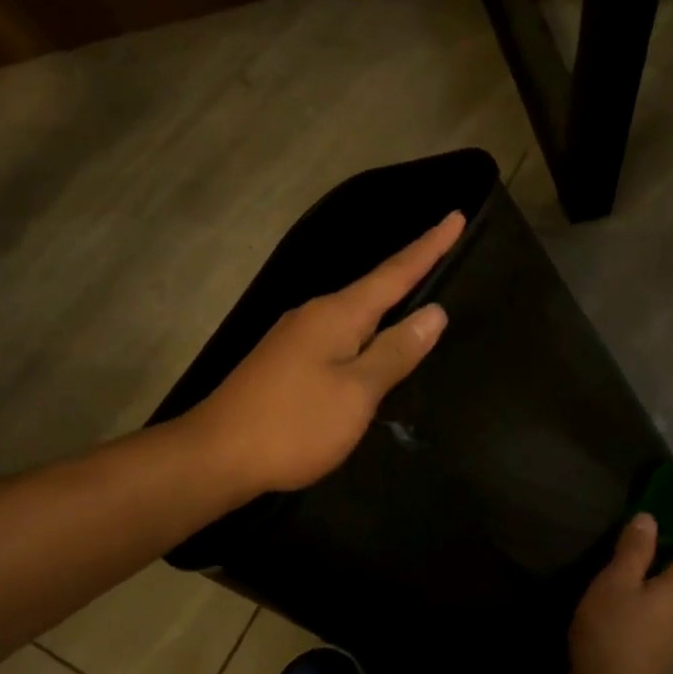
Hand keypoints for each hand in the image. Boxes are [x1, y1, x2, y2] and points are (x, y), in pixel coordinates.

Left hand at [186, 212, 465, 494]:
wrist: (216, 456)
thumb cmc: (294, 424)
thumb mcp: (356, 392)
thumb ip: (395, 352)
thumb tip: (433, 313)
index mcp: (336, 315)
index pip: (394, 273)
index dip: (428, 247)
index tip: (456, 217)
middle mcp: (313, 316)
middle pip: (371, 289)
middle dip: (408, 271)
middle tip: (443, 252)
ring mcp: (293, 339)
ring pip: (352, 315)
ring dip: (384, 304)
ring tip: (414, 296)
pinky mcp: (282, 364)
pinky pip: (335, 338)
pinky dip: (362, 334)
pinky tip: (369, 347)